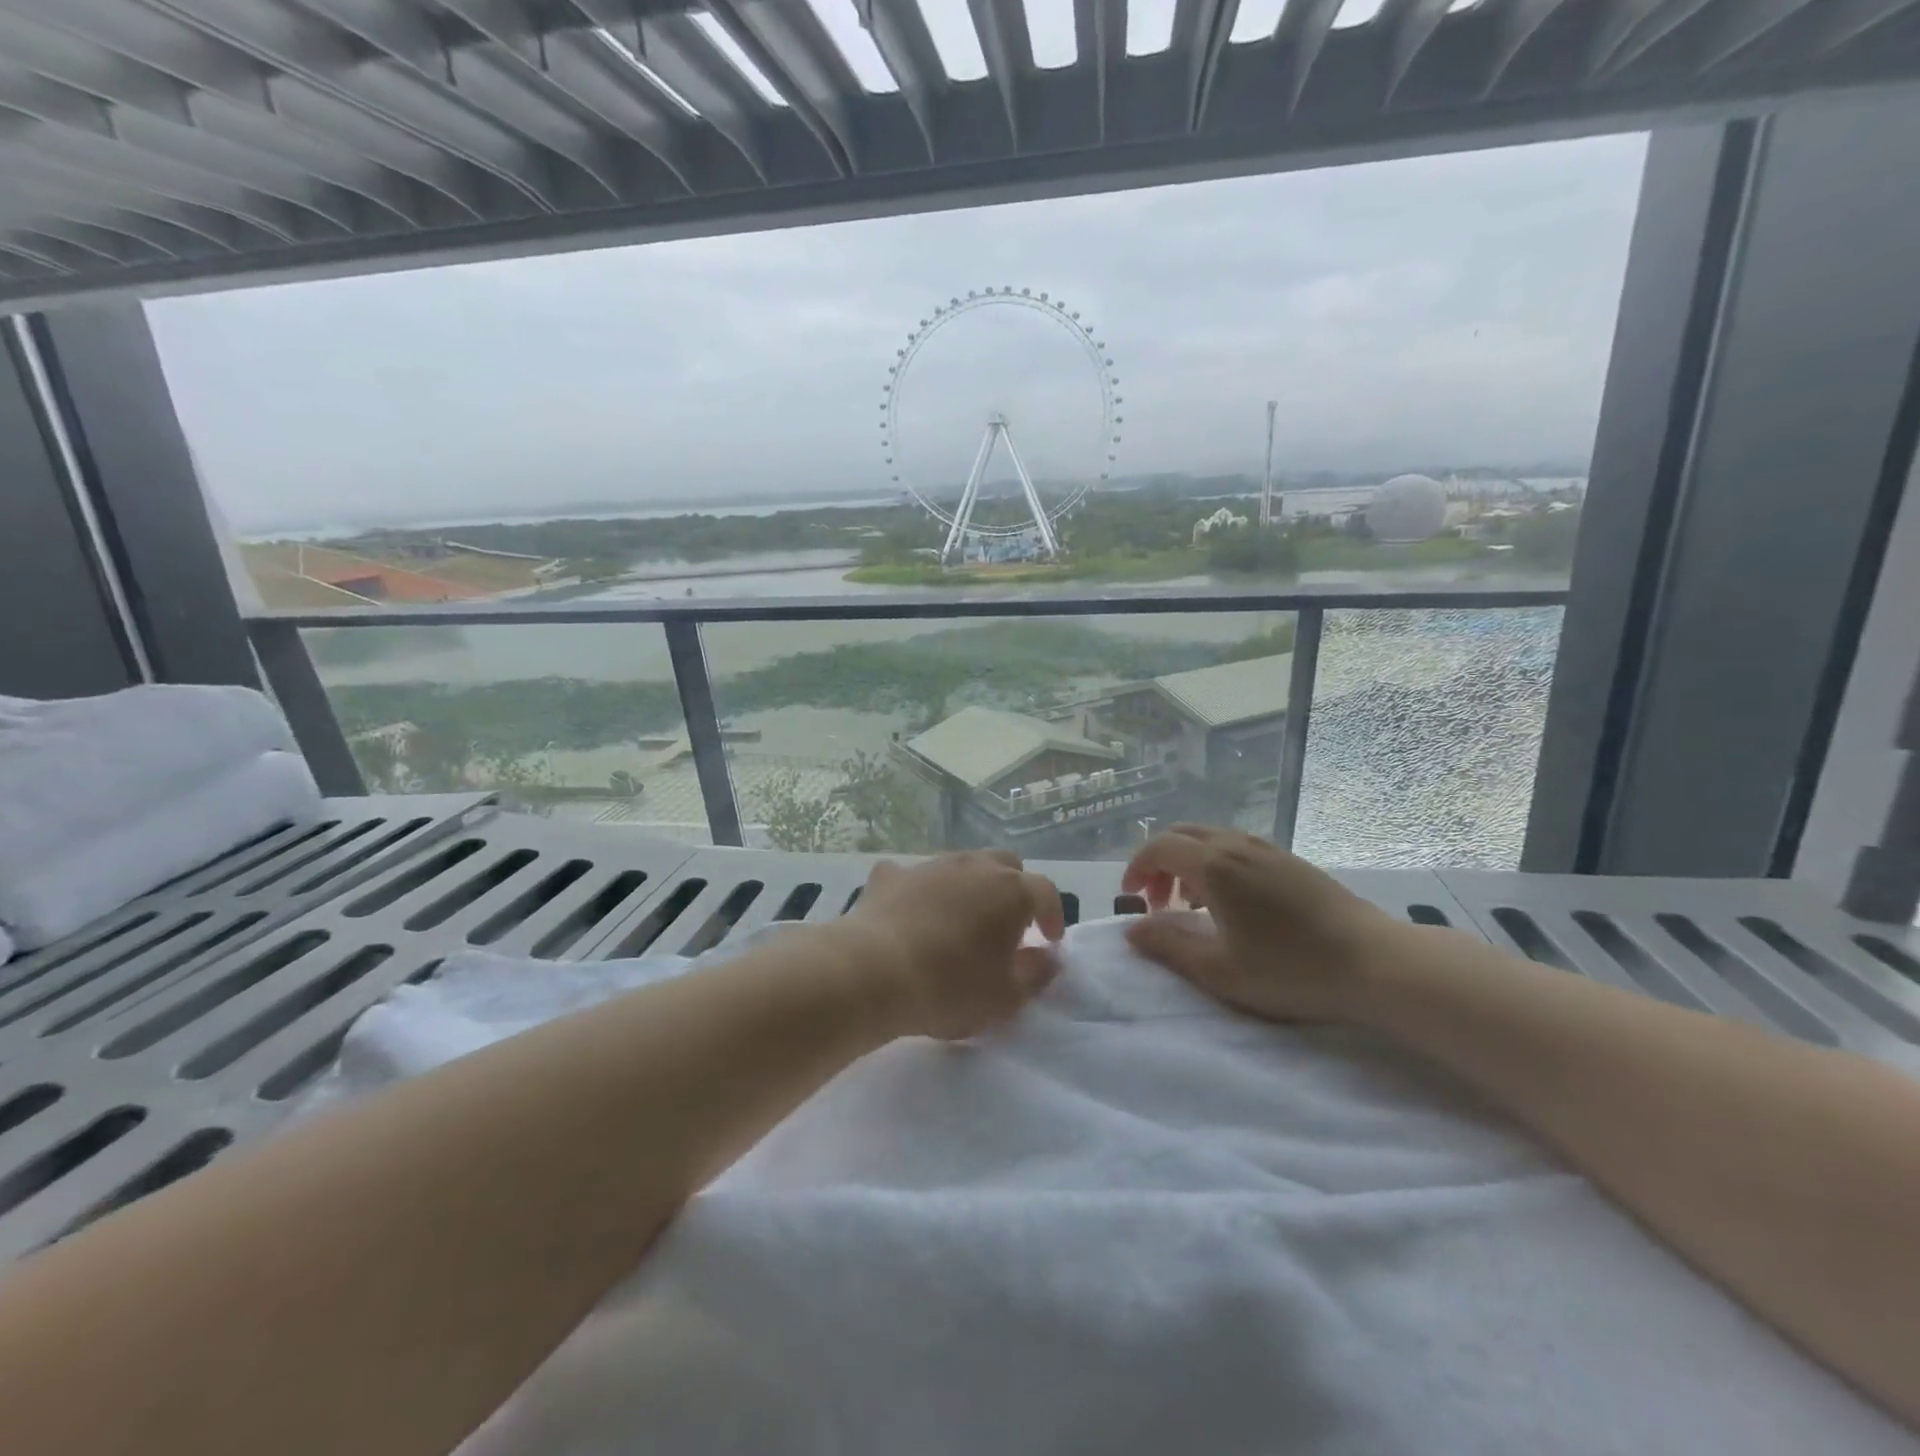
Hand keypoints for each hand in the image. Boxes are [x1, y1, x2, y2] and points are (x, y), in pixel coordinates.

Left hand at [838, 850, 1066, 1040]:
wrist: (872, 972)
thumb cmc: (950, 988)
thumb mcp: (1006, 997)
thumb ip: (1036, 974)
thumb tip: (1047, 957)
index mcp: (1011, 892)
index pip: (1045, 891)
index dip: (1052, 914)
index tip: (1050, 940)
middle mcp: (974, 866)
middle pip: (1005, 864)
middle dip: (1013, 889)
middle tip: (1008, 924)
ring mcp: (930, 865)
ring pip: (961, 865)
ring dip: (969, 887)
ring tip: (961, 920)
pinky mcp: (891, 874)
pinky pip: (915, 876)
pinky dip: (921, 892)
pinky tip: (912, 914)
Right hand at [1121, 825, 1399, 1022]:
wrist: (1375, 962)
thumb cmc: (1290, 969)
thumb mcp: (1219, 969)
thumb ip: (1168, 945)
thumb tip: (1132, 929)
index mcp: (1214, 865)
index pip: (1159, 847)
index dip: (1136, 868)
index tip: (1131, 898)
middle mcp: (1237, 845)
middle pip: (1181, 835)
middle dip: (1158, 862)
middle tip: (1155, 900)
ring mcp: (1267, 849)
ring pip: (1210, 839)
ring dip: (1187, 863)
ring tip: (1188, 904)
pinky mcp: (1290, 860)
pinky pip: (1235, 847)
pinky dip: (1214, 863)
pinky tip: (1229, 902)